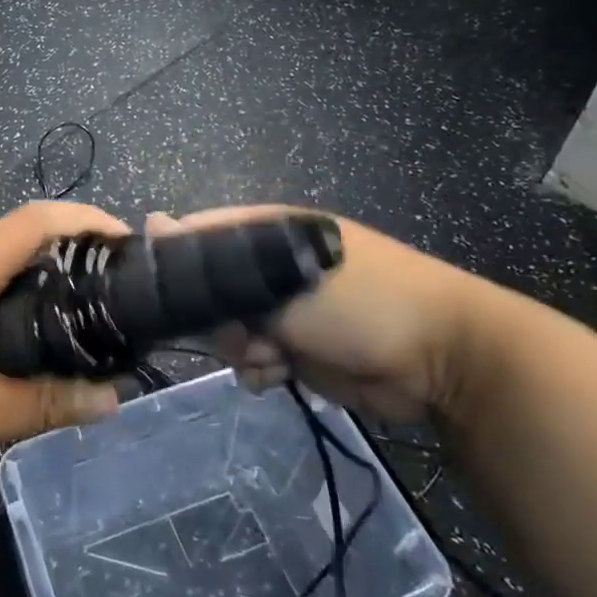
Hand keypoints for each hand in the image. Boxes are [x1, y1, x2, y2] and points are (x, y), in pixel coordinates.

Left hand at [0, 203, 125, 500]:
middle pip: (14, 252)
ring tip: (65, 341)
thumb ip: (44, 405)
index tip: (126, 240)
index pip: (35, 222)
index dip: (85, 220)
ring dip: (27, 300)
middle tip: (107, 306)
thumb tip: (111, 402)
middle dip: (63, 268)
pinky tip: (1, 365)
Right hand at [150, 207, 482, 423]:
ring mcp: (288, 309)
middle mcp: (272, 265)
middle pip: (212, 289)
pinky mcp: (301, 349)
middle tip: (238, 331)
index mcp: (268, 230)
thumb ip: (216, 256)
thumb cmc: (360, 301)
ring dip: (241, 348)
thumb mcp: (283, 273)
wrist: (443, 361)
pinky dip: (261, 369)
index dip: (178, 259)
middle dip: (217, 317)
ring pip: (231, 329)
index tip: (161, 291)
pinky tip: (277, 375)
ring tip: (268, 357)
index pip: (201, 234)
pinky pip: (257, 358)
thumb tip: (152, 222)